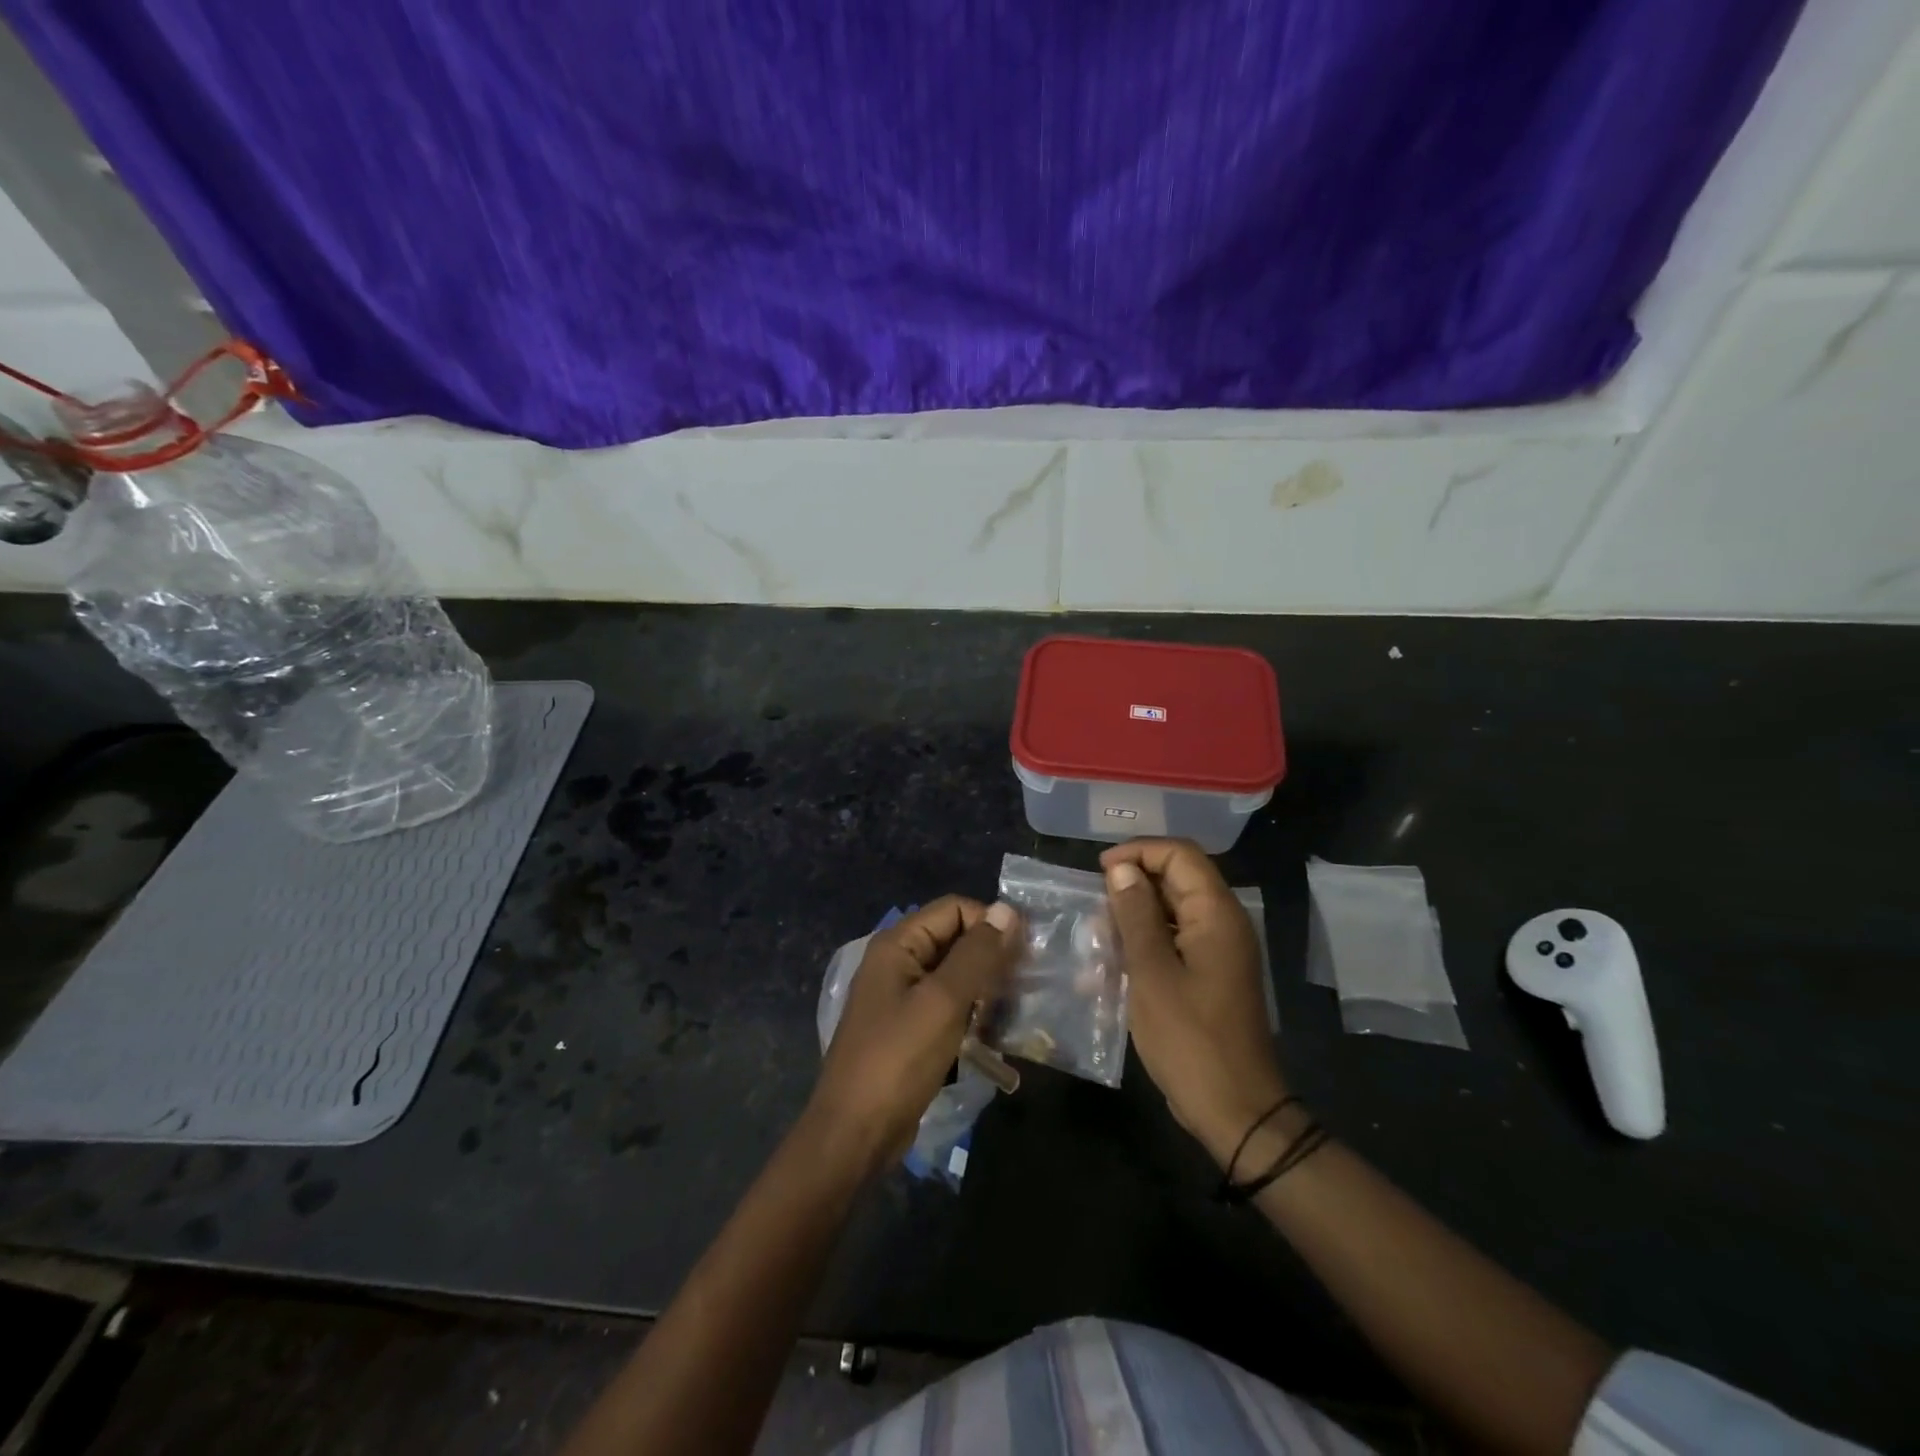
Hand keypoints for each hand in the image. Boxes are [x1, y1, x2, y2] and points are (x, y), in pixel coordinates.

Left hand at [807, 896, 1021, 1179]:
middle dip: (991, 955)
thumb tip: (1007, 909)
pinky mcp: (909, 1028)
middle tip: (1026, 983)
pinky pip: (947, 1004)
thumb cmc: (898, 1060)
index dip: (990, 923)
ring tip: (1015, 1008)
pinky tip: (994, 1031)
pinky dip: (971, 1011)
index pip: (954, 909)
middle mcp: (897, 961)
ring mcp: (901, 996)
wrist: (855, 1134)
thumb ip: (976, 954)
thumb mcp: (943, 1002)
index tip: (1023, 954)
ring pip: (955, 973)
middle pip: (955, 938)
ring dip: (985, 986)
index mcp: (898, 944)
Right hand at [1102, 839, 1288, 1166]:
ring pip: (1171, 911)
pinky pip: (1174, 940)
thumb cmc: (1190, 1040)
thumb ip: (1136, 915)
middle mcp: (1223, 923)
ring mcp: (1218, 950)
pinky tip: (1112, 967)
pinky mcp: (1209, 974)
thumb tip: (1121, 870)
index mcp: (1217, 914)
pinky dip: (1144, 944)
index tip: (1099, 872)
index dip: (1138, 852)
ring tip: (1097, 940)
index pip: (1180, 854)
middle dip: (1132, 886)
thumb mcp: (1152, 973)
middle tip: (1094, 910)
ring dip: (1133, 917)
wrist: (1235, 1110)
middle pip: (1176, 879)